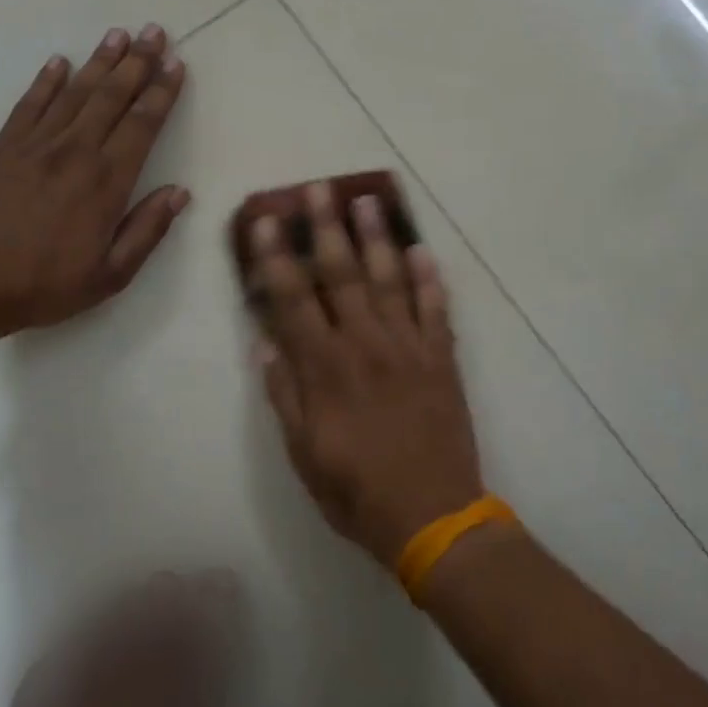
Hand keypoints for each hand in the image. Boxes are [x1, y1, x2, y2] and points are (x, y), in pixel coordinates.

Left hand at [0, 23, 189, 338]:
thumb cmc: (47, 285)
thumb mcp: (112, 274)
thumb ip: (148, 229)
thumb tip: (179, 192)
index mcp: (107, 182)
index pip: (142, 125)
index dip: (162, 93)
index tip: (176, 65)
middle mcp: (75, 152)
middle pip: (112, 97)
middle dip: (137, 62)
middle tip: (154, 31)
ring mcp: (36, 146)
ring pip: (75, 93)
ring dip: (100, 62)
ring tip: (118, 34)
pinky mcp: (4, 148)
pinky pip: (29, 105)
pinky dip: (46, 81)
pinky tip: (59, 62)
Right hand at [251, 181, 482, 567]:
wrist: (433, 517)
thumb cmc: (357, 492)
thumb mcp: (303, 456)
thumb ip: (285, 397)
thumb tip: (266, 346)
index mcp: (326, 368)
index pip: (293, 300)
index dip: (278, 258)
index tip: (268, 221)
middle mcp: (366, 345)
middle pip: (342, 275)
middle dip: (327, 228)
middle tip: (319, 189)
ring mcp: (409, 348)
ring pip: (390, 280)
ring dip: (377, 238)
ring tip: (368, 200)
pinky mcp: (442, 358)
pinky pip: (436, 310)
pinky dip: (429, 279)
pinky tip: (422, 250)